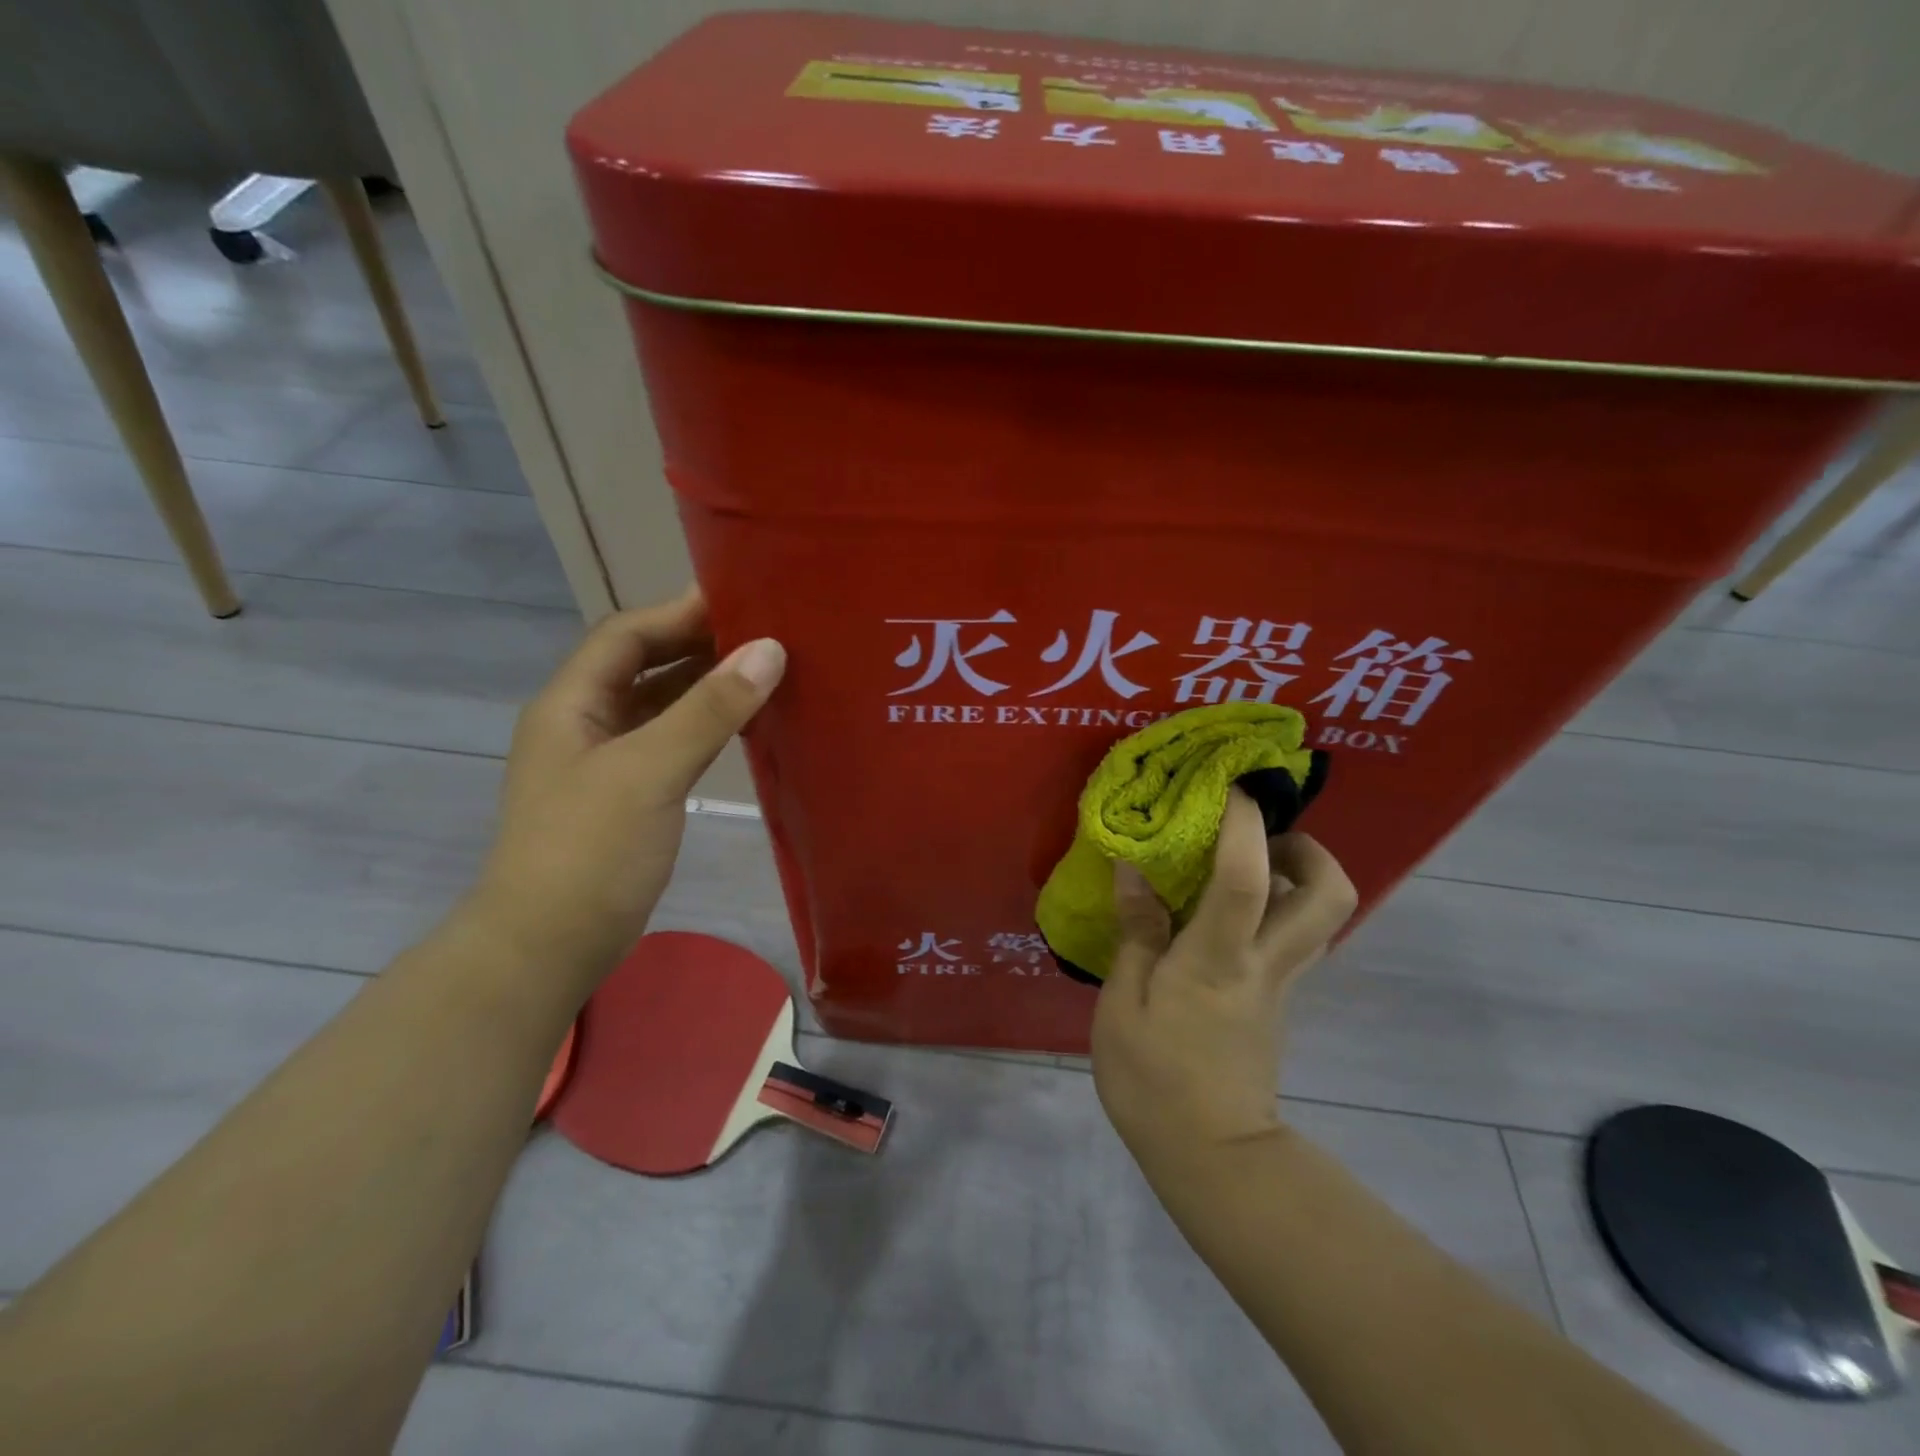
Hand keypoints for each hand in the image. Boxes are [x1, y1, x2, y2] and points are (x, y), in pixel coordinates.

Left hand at [464, 589, 784, 986]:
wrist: (550, 944)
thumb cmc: (590, 849)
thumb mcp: (650, 770)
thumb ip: (709, 708)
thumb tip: (769, 648)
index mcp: (571, 702)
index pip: (626, 635)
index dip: (678, 612)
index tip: (742, 599)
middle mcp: (584, 722)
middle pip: (643, 665)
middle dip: (697, 645)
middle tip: (764, 634)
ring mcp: (605, 761)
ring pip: (659, 704)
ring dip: (704, 686)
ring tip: (764, 671)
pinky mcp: (628, 794)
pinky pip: (670, 741)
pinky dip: (704, 726)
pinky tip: (742, 726)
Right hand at [1091, 789, 1356, 1174]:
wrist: (1213, 1158)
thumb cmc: (1154, 1080)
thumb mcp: (1122, 1005)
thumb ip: (1136, 933)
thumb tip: (1135, 871)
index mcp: (1218, 959)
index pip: (1245, 879)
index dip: (1244, 826)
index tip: (1230, 787)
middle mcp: (1265, 962)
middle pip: (1328, 895)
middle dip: (1309, 848)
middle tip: (1261, 835)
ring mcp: (1280, 984)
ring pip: (1321, 916)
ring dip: (1298, 876)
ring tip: (1243, 865)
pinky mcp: (1278, 1002)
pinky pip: (1294, 939)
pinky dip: (1276, 908)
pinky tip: (1226, 911)